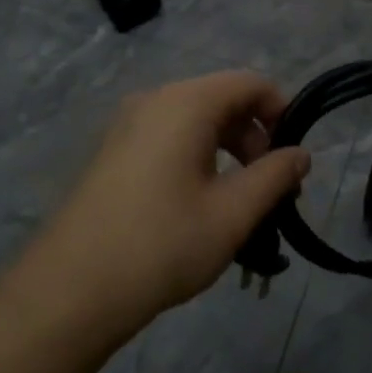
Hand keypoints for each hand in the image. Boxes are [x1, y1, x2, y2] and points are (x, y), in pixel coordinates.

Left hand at [30, 72, 310, 339]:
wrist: (70, 289)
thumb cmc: (162, 244)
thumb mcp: (232, 214)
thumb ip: (274, 177)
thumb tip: (301, 154)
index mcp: (186, 103)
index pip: (250, 83)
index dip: (282, 111)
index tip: (293, 157)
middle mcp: (154, 99)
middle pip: (222, 99)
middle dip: (255, 137)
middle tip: (270, 188)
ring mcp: (127, 124)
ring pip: (195, 120)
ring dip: (227, 150)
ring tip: (238, 201)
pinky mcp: (113, 151)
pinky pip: (168, 136)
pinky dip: (196, 156)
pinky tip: (198, 203)